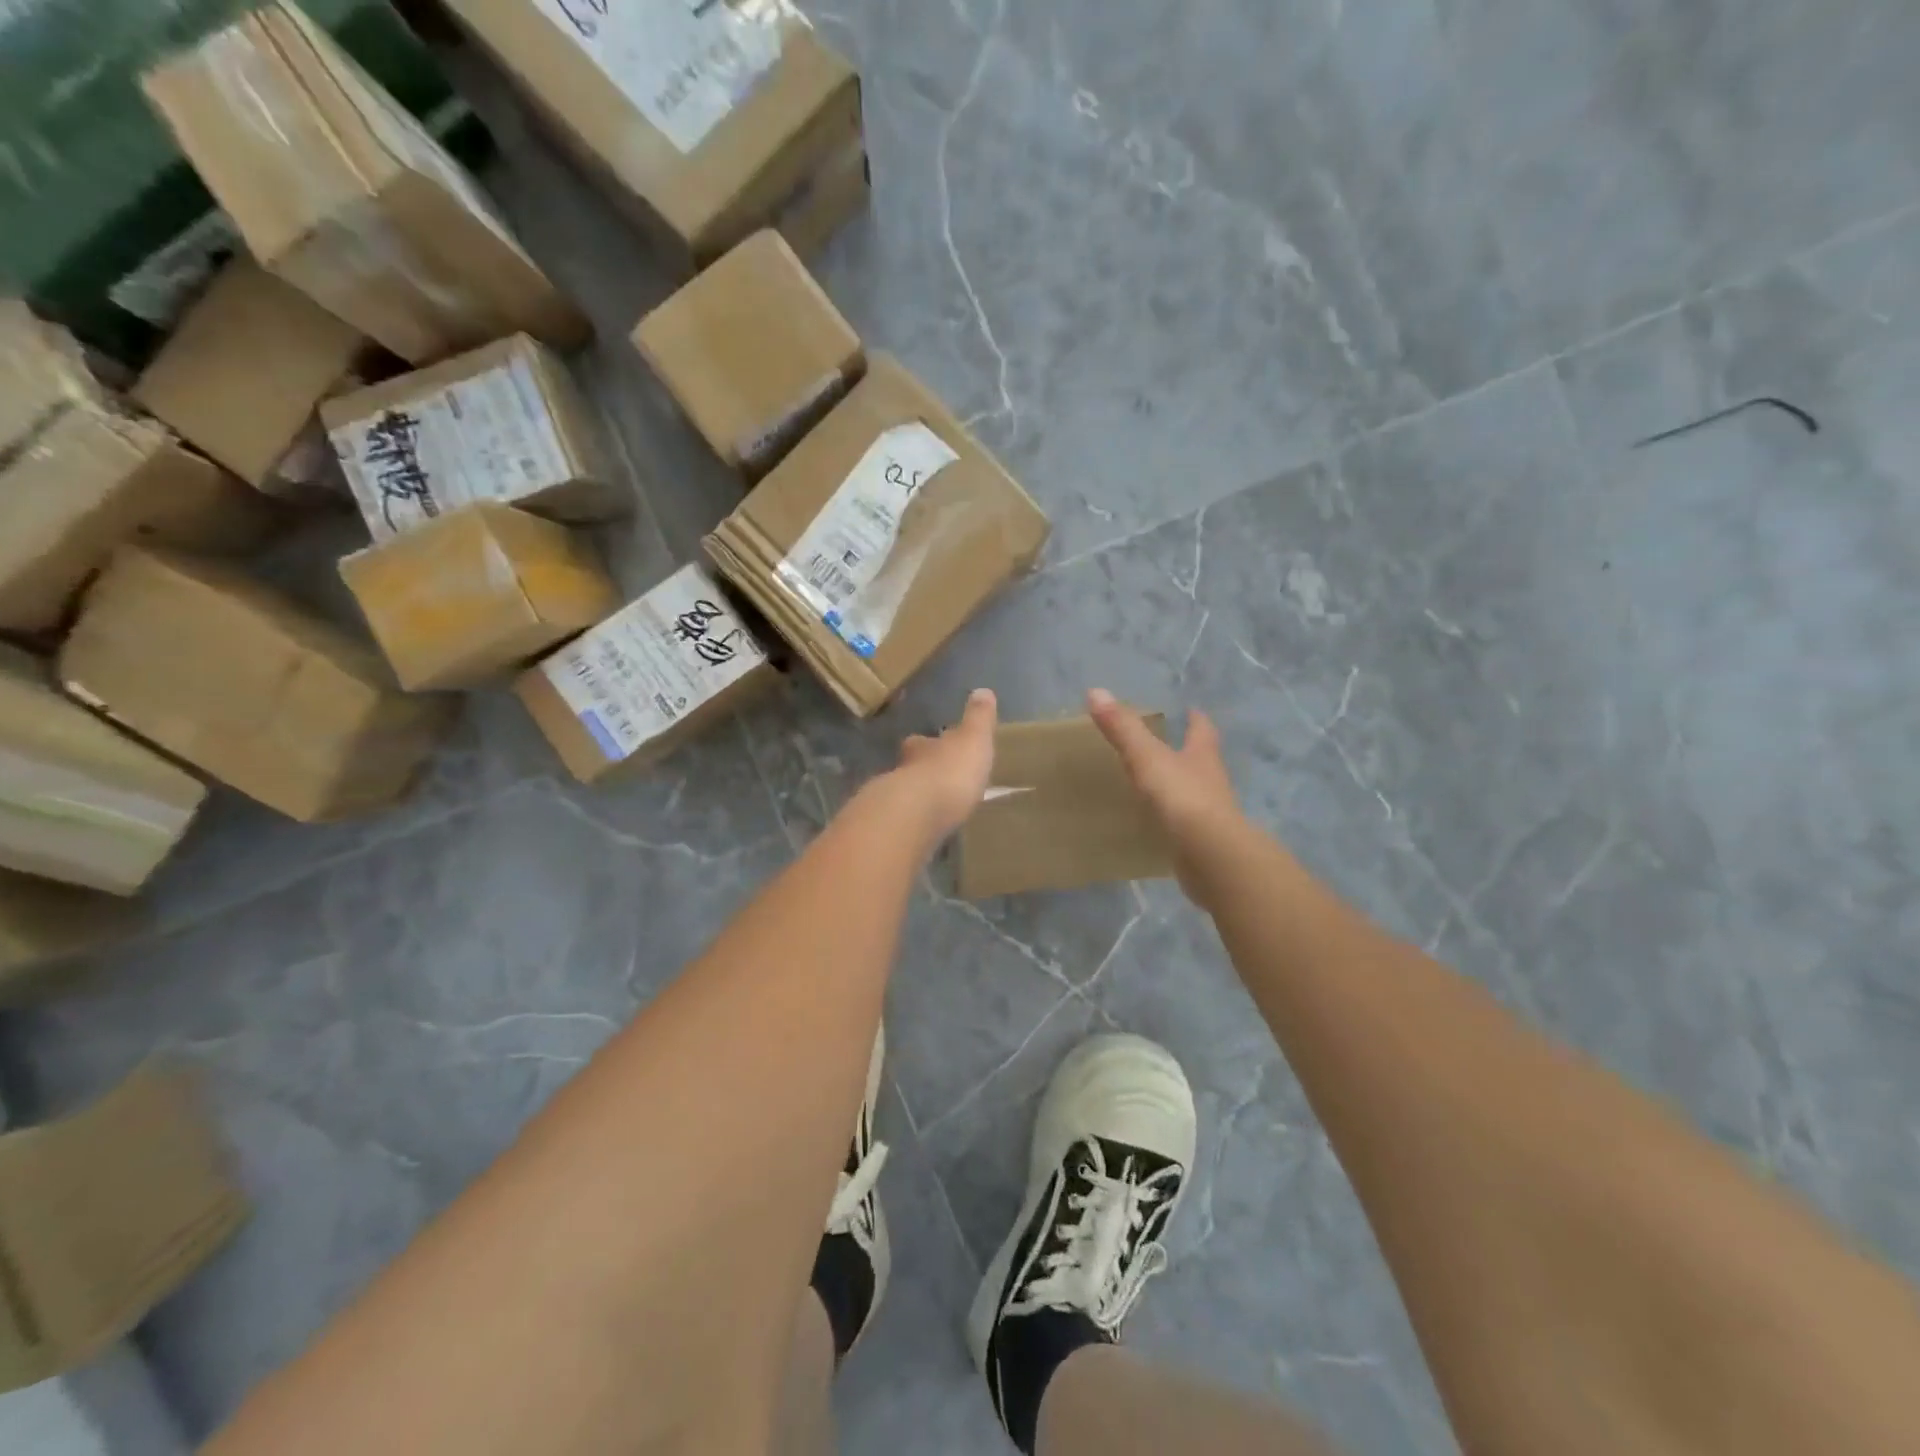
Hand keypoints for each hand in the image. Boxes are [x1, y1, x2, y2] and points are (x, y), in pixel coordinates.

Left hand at [891, 688, 998, 840]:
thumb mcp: (973, 739)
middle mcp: (904, 770)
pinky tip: (927, 831)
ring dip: (919, 799)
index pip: (922, 741)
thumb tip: (982, 690)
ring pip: (906, 795)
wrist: (916, 814)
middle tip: (937, 780)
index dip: (930, 744)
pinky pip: (907, 822)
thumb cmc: (950, 771)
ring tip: (936, 808)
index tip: (937, 746)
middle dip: (922, 772)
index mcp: (923, 748)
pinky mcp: (894, 829)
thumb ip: (978, 718)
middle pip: (911, 767)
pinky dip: (916, 824)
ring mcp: (895, 802)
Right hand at [1088, 689, 1242, 871]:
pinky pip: (1184, 826)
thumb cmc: (1182, 797)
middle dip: (1189, 753)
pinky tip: (1156, 825)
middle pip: (1202, 761)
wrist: (1210, 855)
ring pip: (1194, 794)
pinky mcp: (1202, 843)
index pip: (1202, 731)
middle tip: (1169, 747)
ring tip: (1157, 787)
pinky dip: (1172, 821)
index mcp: (1202, 756)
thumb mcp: (1147, 758)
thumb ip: (1123, 729)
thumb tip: (1096, 691)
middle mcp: (1211, 782)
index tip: (1191, 711)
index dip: (1196, 720)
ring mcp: (1210, 815)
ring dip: (1180, 788)